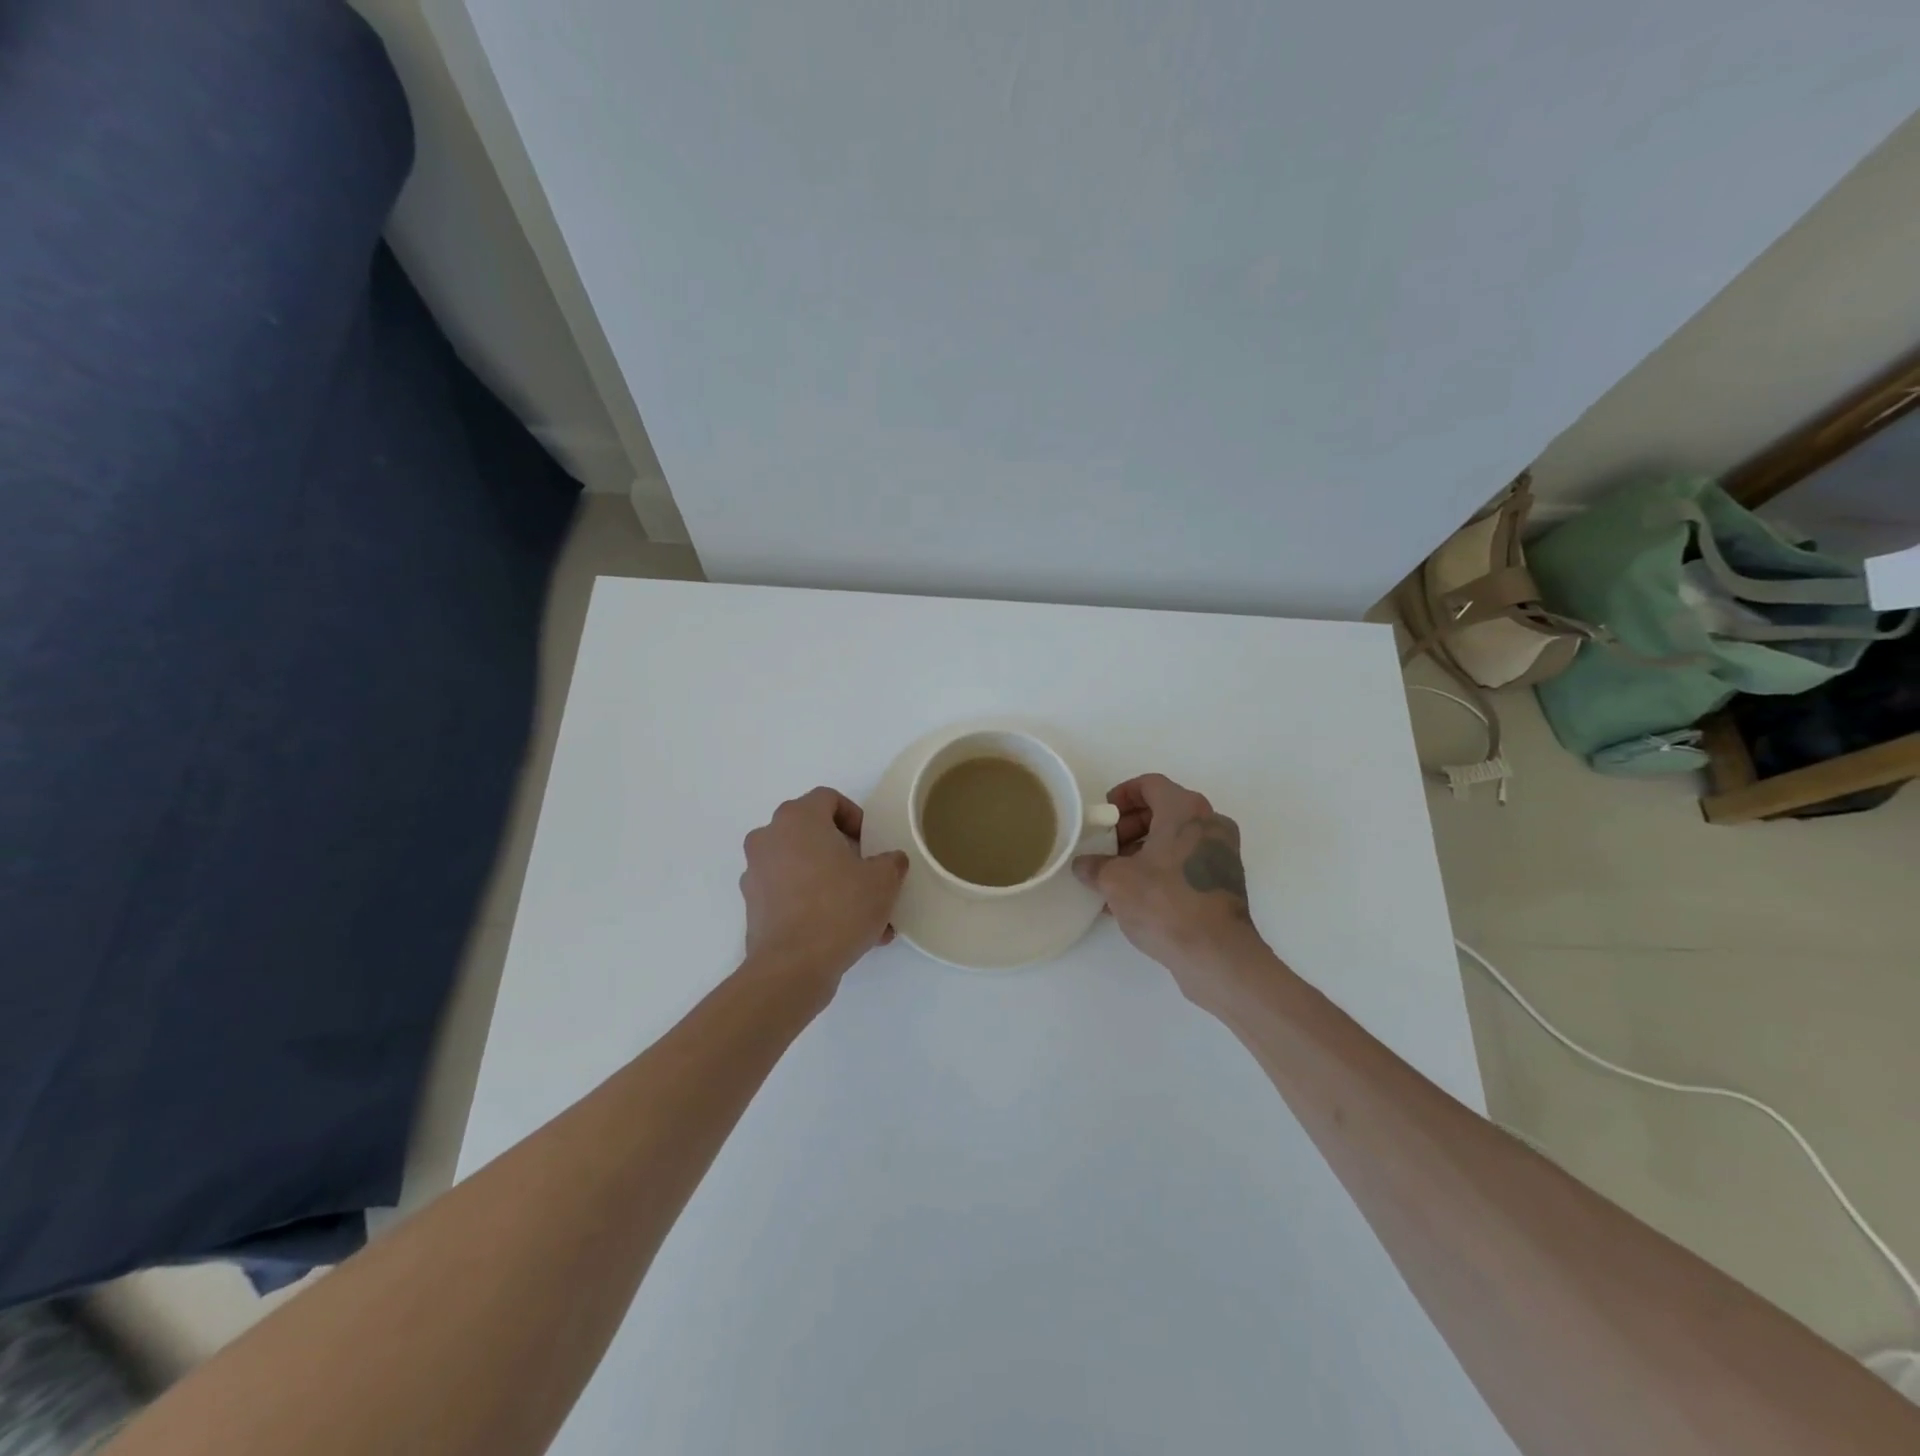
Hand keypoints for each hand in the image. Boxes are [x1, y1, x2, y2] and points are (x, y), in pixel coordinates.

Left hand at [740, 787, 907, 991]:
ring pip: (803, 867)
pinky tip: (845, 933)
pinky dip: (815, 904)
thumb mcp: (883, 880)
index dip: (855, 817)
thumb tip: (890, 861)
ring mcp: (756, 872)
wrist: (792, 967)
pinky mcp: (754, 906)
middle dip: (845, 853)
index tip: (871, 845)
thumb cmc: (839, 908)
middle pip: (813, 833)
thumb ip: (891, 861)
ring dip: (833, 883)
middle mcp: (769, 838)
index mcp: (797, 819)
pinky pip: (791, 894)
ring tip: (865, 915)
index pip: (828, 799)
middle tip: (869, 876)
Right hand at [1073, 774, 1264, 1001]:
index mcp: (1185, 810)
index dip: (1122, 795)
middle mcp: (1210, 823)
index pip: (1150, 784)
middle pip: (1164, 810)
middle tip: (1106, 848)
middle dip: (1130, 827)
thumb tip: (1083, 865)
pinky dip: (1163, 868)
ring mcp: (1223, 853)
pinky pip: (1187, 862)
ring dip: (1144, 850)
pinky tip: (1138, 897)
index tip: (1104, 816)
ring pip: (1176, 838)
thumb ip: (1095, 866)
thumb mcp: (1115, 881)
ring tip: (1116, 877)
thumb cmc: (1164, 902)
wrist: (1216, 954)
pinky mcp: (1226, 881)